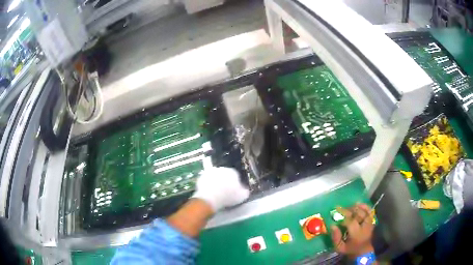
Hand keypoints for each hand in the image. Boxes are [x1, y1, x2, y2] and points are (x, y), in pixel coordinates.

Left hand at [192, 167, 249, 212]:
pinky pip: (206, 181)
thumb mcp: (242, 196)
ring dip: (216, 182)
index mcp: (232, 172)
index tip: (234, 190)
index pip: (235, 175)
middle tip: (225, 191)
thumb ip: (245, 191)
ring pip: (215, 176)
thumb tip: (245, 190)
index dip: (235, 183)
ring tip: (216, 192)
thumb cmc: (228, 197)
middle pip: (224, 174)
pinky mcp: (201, 177)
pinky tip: (209, 192)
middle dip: (225, 181)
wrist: (210, 198)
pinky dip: (207, 185)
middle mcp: (221, 169)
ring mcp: (210, 172)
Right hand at [330, 203, 374, 258]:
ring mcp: (369, 223)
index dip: (343, 218)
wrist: (363, 250)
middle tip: (338, 209)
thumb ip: (335, 238)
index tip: (336, 217)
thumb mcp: (340, 248)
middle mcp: (364, 226)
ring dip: (354, 208)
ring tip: (346, 207)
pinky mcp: (371, 221)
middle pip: (357, 214)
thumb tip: (332, 226)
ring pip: (362, 211)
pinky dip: (364, 206)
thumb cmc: (350, 249)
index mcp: (357, 234)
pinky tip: (357, 204)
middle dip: (347, 211)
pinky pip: (369, 211)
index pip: (350, 222)